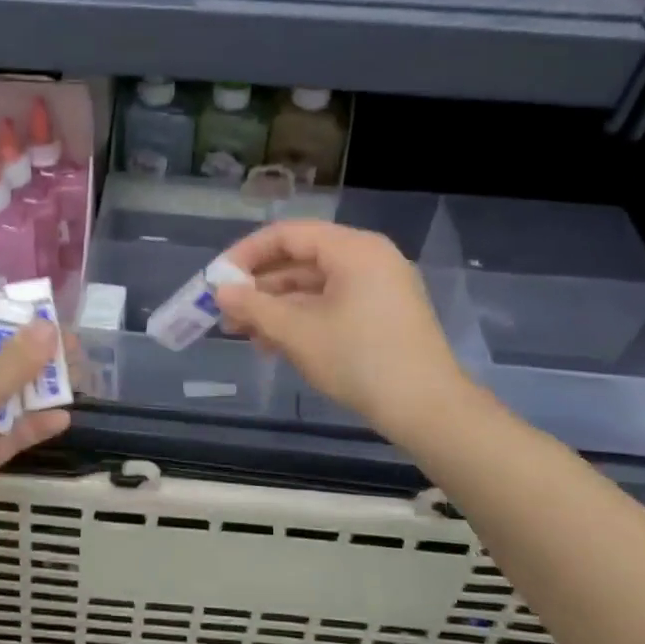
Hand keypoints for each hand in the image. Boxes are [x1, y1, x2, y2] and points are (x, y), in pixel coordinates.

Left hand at [0, 307, 69, 560]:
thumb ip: (13, 362)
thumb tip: (47, 326)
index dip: (0, 312)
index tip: (41, 314)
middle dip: (30, 351)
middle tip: (73, 348)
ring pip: (2, 395)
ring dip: (36, 388)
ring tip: (78, 378)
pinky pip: (5, 433)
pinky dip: (30, 425)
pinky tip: (63, 419)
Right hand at [215, 220, 468, 434]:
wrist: (426, 408)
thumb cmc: (358, 360)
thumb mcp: (297, 332)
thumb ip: (254, 307)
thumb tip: (221, 291)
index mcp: (353, 250)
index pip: (288, 235)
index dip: (246, 254)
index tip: (217, 279)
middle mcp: (368, 259)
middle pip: (300, 260)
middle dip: (259, 287)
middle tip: (226, 312)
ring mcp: (379, 287)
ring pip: (314, 286)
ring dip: (276, 307)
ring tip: (244, 334)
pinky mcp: (382, 314)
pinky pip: (332, 304)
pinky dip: (302, 319)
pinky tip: (274, 344)